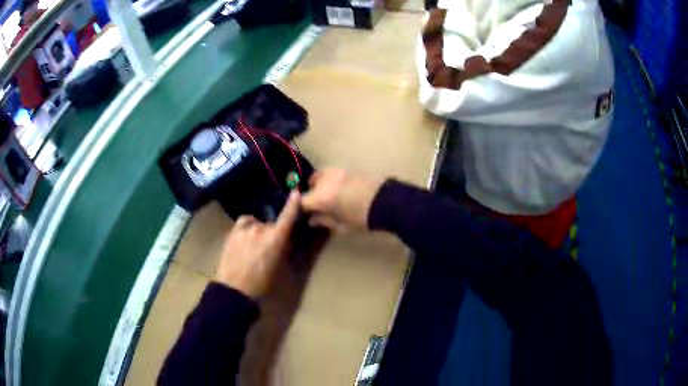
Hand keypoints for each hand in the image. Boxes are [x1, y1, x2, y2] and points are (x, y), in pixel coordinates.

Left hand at [214, 190, 300, 298]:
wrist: (234, 289)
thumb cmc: (261, 283)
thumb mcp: (280, 268)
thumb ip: (284, 250)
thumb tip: (287, 240)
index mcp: (276, 239)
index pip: (287, 217)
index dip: (293, 204)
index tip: (296, 192)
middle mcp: (261, 229)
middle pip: (272, 224)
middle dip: (274, 232)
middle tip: (271, 247)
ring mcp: (245, 229)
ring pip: (258, 224)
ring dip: (260, 230)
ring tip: (256, 244)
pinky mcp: (233, 232)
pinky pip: (245, 222)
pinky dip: (249, 226)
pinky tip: (247, 235)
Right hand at [301, 168, 383, 231]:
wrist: (388, 202)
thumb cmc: (362, 218)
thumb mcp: (342, 226)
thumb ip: (324, 221)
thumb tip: (312, 219)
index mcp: (320, 196)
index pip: (302, 201)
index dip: (302, 208)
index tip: (307, 214)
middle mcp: (325, 180)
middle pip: (310, 184)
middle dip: (311, 194)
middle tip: (318, 205)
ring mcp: (338, 171)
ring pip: (322, 175)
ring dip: (321, 184)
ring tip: (329, 195)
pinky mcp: (349, 168)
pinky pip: (334, 173)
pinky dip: (332, 180)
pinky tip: (341, 189)